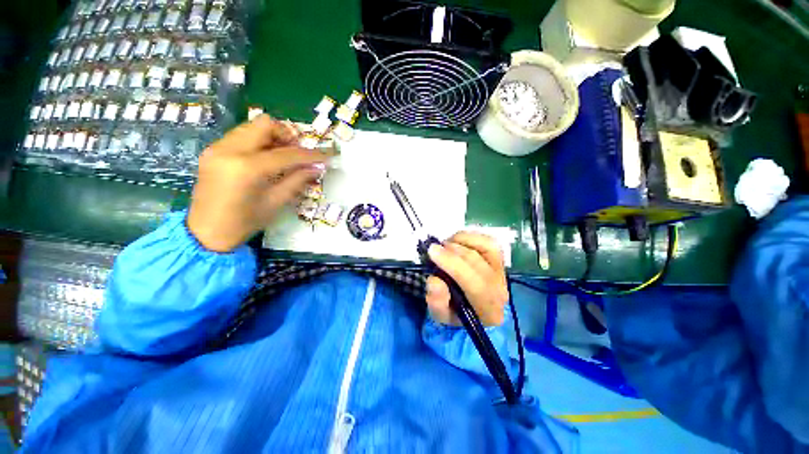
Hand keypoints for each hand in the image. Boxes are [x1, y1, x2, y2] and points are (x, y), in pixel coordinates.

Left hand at [187, 114, 328, 251]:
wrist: (206, 232)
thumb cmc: (244, 222)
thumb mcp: (276, 202)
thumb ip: (298, 180)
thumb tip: (318, 168)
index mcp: (247, 168)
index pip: (287, 154)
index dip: (310, 155)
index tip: (326, 156)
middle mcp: (229, 150)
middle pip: (265, 124)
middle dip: (288, 136)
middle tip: (299, 153)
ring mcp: (218, 148)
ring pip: (252, 127)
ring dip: (273, 137)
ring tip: (284, 156)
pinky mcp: (213, 151)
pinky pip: (241, 136)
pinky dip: (258, 142)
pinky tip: (265, 159)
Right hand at [425, 232, 508, 326]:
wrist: (471, 309)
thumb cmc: (454, 312)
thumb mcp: (440, 315)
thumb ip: (437, 302)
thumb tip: (434, 280)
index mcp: (488, 310)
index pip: (475, 285)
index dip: (453, 264)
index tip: (432, 251)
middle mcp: (500, 290)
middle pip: (478, 263)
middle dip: (452, 251)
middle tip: (433, 248)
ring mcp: (502, 271)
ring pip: (485, 247)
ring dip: (461, 242)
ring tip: (445, 246)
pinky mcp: (499, 259)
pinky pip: (487, 240)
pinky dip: (469, 237)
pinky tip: (456, 241)